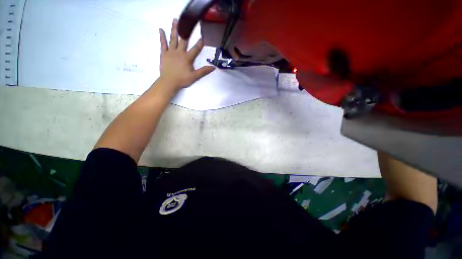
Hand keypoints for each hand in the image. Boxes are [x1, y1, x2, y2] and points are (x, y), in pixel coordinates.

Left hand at [158, 19, 214, 91]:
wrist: (169, 82)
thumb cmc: (182, 79)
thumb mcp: (195, 76)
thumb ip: (203, 71)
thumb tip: (213, 67)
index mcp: (187, 58)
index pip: (195, 49)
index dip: (200, 43)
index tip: (203, 36)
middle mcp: (179, 52)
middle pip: (183, 40)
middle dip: (186, 31)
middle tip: (188, 22)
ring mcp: (171, 52)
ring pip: (173, 39)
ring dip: (174, 29)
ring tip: (175, 20)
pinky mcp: (164, 54)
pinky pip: (163, 44)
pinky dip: (162, 37)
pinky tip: (161, 30)